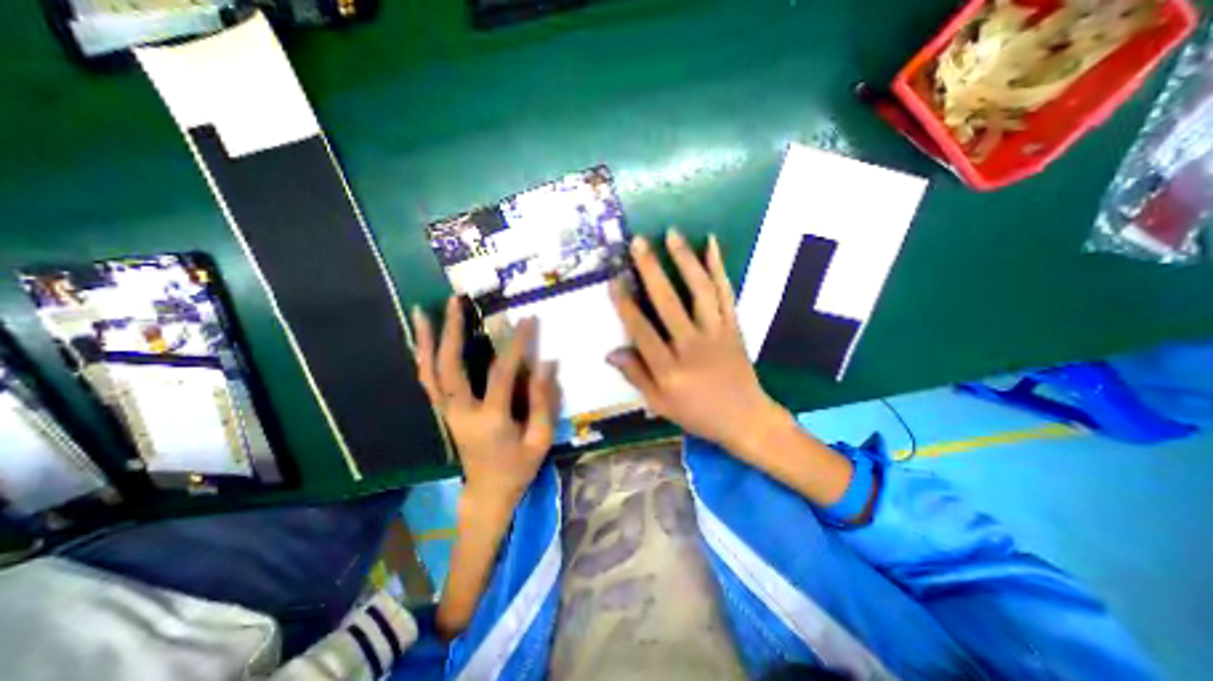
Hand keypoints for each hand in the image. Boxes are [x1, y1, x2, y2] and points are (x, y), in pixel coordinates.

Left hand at [409, 297, 554, 515]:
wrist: (487, 493)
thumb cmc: (518, 468)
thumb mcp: (540, 439)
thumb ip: (544, 401)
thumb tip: (547, 363)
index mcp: (490, 420)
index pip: (502, 373)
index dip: (516, 344)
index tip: (527, 319)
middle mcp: (461, 412)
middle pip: (450, 366)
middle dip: (452, 331)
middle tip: (456, 301)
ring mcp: (447, 412)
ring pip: (430, 372)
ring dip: (426, 341)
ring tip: (422, 312)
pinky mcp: (443, 413)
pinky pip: (428, 381)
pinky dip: (423, 358)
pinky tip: (423, 340)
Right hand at [605, 229, 796, 458]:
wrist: (746, 419)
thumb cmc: (698, 414)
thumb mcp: (660, 405)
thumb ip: (636, 376)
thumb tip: (611, 352)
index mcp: (669, 370)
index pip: (642, 331)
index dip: (625, 304)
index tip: (614, 279)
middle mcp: (692, 346)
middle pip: (668, 303)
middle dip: (651, 270)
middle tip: (638, 242)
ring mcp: (716, 333)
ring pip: (700, 291)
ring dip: (685, 260)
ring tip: (672, 234)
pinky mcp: (734, 327)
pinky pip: (726, 293)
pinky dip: (719, 268)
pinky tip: (711, 245)